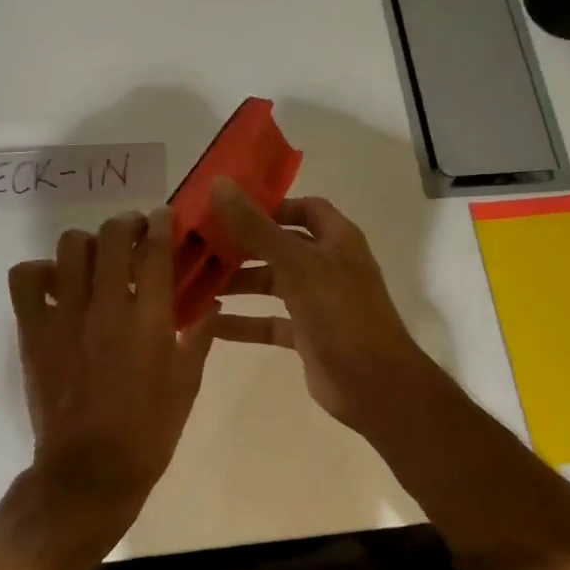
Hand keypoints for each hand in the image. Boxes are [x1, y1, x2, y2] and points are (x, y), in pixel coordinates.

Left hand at [7, 208, 216, 524]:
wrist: (90, 472)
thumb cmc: (148, 431)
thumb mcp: (187, 385)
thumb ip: (198, 337)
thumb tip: (210, 302)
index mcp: (149, 320)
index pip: (155, 250)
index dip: (160, 224)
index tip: (162, 218)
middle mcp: (106, 307)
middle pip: (112, 236)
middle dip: (126, 224)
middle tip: (132, 233)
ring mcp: (65, 317)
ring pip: (70, 248)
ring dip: (88, 244)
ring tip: (95, 258)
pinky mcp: (34, 332)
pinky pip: (25, 279)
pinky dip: (39, 271)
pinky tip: (56, 284)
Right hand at [209, 178, 441, 433]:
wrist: (374, 385)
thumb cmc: (340, 314)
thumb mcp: (296, 265)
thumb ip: (257, 228)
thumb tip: (219, 184)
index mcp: (336, 240)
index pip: (304, 208)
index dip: (271, 205)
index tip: (229, 208)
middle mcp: (328, 265)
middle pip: (280, 246)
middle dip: (242, 246)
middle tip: (199, 245)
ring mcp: (318, 302)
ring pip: (272, 284)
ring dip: (237, 283)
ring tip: (194, 282)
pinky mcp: (306, 335)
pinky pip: (269, 322)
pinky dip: (243, 322)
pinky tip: (208, 323)